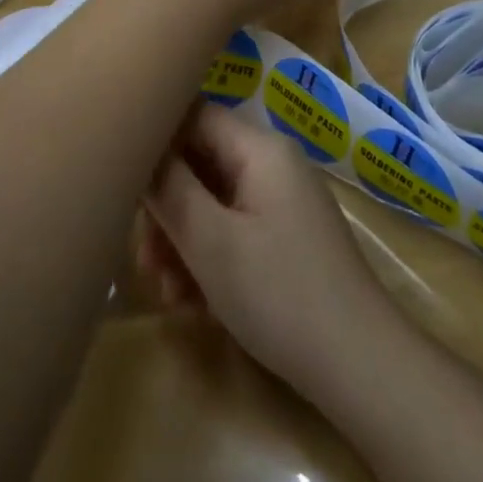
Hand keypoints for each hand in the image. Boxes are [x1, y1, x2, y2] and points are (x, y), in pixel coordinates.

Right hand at [139, 102, 393, 395]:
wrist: (358, 363)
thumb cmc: (279, 293)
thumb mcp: (211, 242)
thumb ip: (170, 189)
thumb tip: (142, 149)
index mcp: (260, 149)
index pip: (195, 117)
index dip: (157, 144)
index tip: (123, 184)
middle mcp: (273, 164)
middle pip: (201, 164)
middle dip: (167, 210)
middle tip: (144, 261)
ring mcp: (283, 202)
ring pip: (214, 202)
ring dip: (184, 242)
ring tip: (167, 293)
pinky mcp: (287, 238)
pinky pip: (235, 229)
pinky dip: (210, 257)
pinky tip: (193, 303)